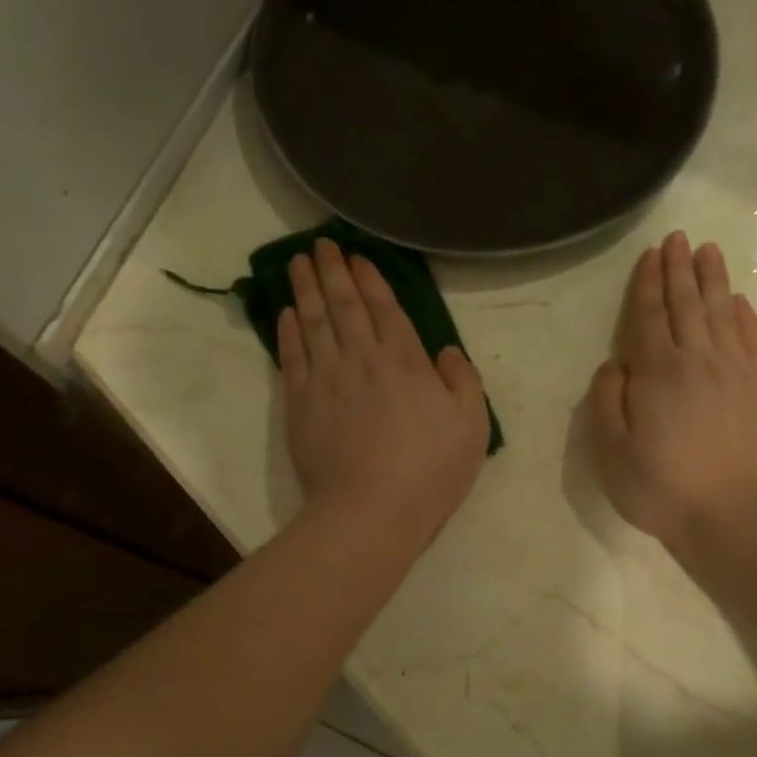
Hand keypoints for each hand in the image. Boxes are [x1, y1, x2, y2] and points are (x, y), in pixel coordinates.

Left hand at [279, 239, 489, 552]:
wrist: (370, 512)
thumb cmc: (429, 473)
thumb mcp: (471, 428)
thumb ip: (462, 382)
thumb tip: (445, 352)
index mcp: (406, 362)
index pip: (385, 309)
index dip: (370, 279)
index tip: (357, 256)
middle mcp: (363, 360)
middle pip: (344, 306)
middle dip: (333, 271)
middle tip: (321, 244)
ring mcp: (327, 380)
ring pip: (313, 323)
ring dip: (305, 289)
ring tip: (297, 263)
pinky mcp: (300, 405)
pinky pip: (292, 358)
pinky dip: (288, 332)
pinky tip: (285, 314)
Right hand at [586, 230, 756, 557]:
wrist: (736, 518)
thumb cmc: (663, 488)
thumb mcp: (611, 452)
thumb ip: (606, 401)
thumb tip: (614, 363)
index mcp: (657, 372)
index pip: (647, 316)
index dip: (646, 283)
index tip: (650, 254)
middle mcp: (698, 359)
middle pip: (687, 304)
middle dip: (680, 269)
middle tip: (679, 238)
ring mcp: (737, 371)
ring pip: (723, 313)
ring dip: (713, 280)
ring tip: (709, 251)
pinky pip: (753, 339)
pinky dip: (745, 315)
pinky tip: (739, 302)